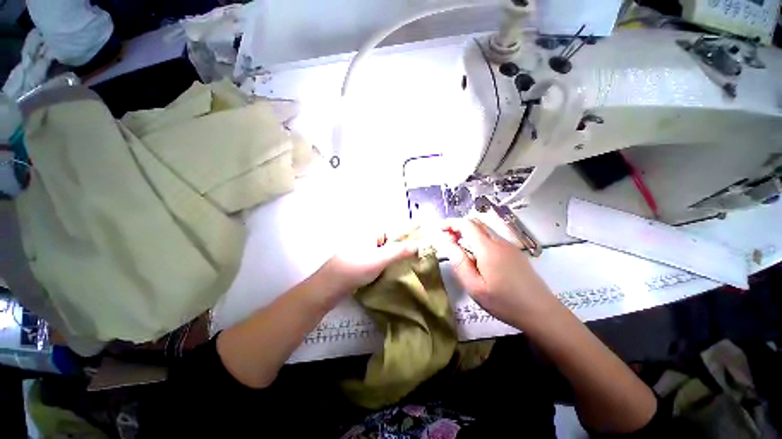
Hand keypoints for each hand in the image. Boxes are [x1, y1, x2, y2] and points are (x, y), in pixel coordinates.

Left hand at [318, 238, 417, 298]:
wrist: (329, 288)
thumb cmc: (355, 269)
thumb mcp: (380, 259)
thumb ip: (399, 251)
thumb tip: (418, 244)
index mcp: (369, 233)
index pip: (393, 232)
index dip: (405, 240)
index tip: (417, 250)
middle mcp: (365, 239)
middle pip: (388, 243)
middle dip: (399, 251)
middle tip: (412, 261)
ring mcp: (361, 251)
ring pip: (382, 253)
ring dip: (392, 260)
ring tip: (404, 268)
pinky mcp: (359, 263)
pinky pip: (376, 261)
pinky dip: (383, 266)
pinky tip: (389, 274)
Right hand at [438, 218, 559, 328]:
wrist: (541, 312)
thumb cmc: (504, 302)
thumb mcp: (474, 287)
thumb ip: (459, 263)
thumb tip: (447, 244)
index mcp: (488, 249)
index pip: (467, 225)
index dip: (451, 223)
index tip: (440, 228)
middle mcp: (499, 242)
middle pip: (476, 223)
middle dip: (459, 225)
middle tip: (447, 237)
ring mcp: (509, 246)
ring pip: (485, 230)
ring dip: (469, 232)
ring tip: (459, 245)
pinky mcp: (515, 253)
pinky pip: (493, 238)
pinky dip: (479, 238)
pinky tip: (477, 254)